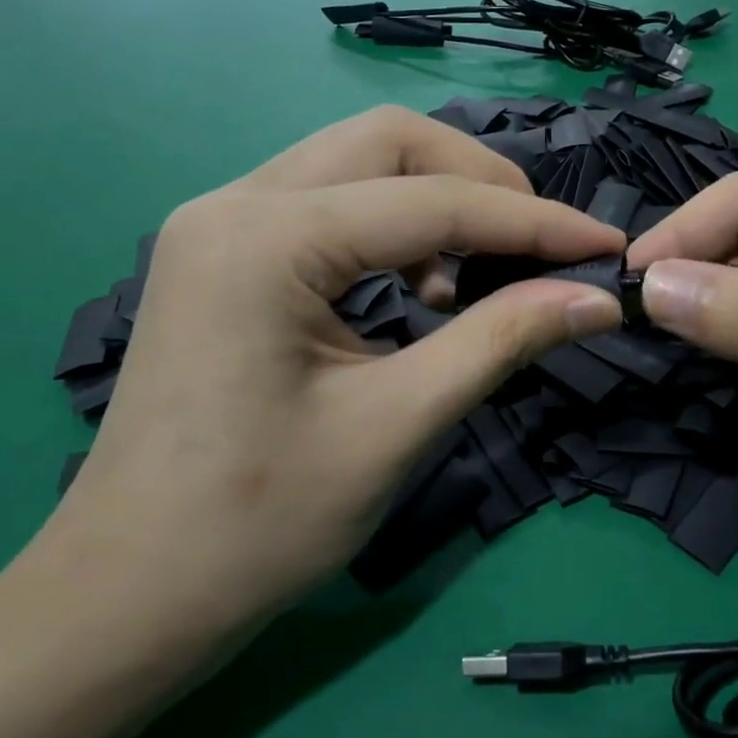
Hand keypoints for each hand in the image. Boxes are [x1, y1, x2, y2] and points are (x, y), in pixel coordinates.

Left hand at [35, 107, 624, 666]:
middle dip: (480, 184)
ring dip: (435, 202)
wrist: (131, 594)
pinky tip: (415, 288)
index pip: (433, 202)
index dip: (533, 222)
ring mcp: (219, 223)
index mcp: (266, 239)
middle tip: (539, 248)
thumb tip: (596, 298)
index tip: (605, 246)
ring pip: (356, 164)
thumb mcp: (398, 424)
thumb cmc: (260, 524)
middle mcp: (234, 202)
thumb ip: (502, 339)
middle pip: (388, 144)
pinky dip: (391, 228)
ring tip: (473, 277)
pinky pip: (327, 204)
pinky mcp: (223, 254)